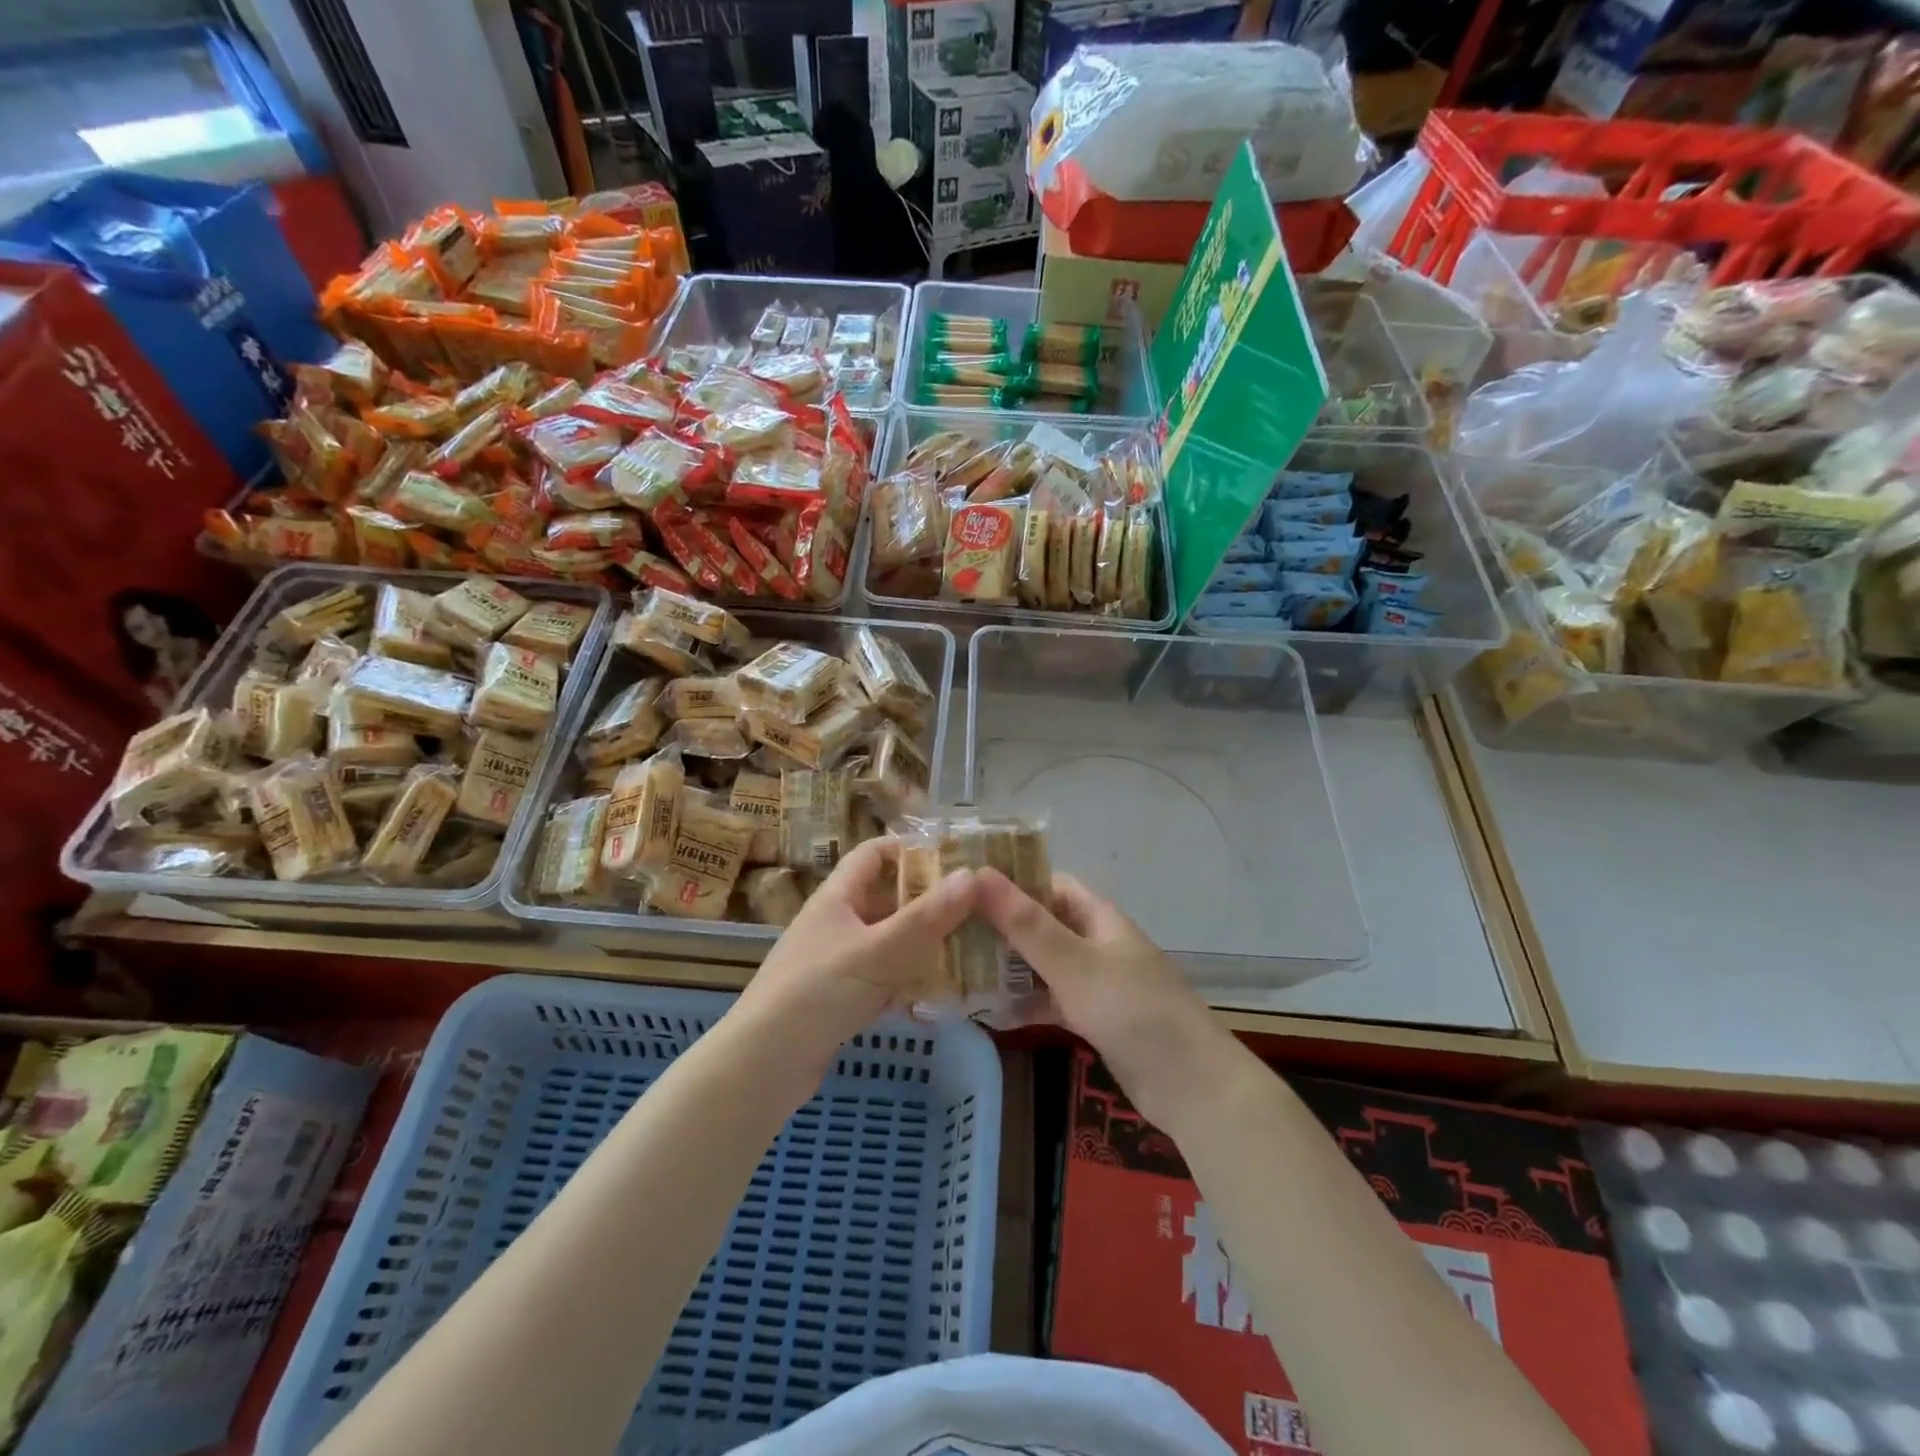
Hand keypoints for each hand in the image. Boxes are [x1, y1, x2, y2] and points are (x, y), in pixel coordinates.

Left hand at [733, 837, 977, 1074]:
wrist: (763, 1064)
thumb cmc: (819, 991)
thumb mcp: (879, 950)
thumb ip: (927, 916)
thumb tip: (972, 875)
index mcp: (837, 897)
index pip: (873, 854)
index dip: (908, 849)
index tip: (952, 859)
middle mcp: (836, 923)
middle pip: (886, 900)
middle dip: (928, 904)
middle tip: (975, 909)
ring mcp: (836, 962)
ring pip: (888, 943)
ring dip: (923, 946)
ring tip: (968, 951)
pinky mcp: (839, 999)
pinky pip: (882, 980)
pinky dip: (908, 983)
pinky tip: (939, 997)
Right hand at [974, 868, 1249, 1131]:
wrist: (1190, 1085)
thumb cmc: (1132, 1009)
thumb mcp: (1073, 963)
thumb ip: (1025, 922)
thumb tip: (977, 874)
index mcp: (1097, 917)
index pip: (1049, 883)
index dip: (1011, 882)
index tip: (965, 889)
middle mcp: (1096, 942)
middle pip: (1042, 924)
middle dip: (1001, 928)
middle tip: (949, 933)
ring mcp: (1096, 982)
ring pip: (1044, 965)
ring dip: (1009, 968)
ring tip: (958, 971)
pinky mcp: (1094, 1018)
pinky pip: (1052, 1001)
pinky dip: (1026, 1005)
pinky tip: (990, 1014)